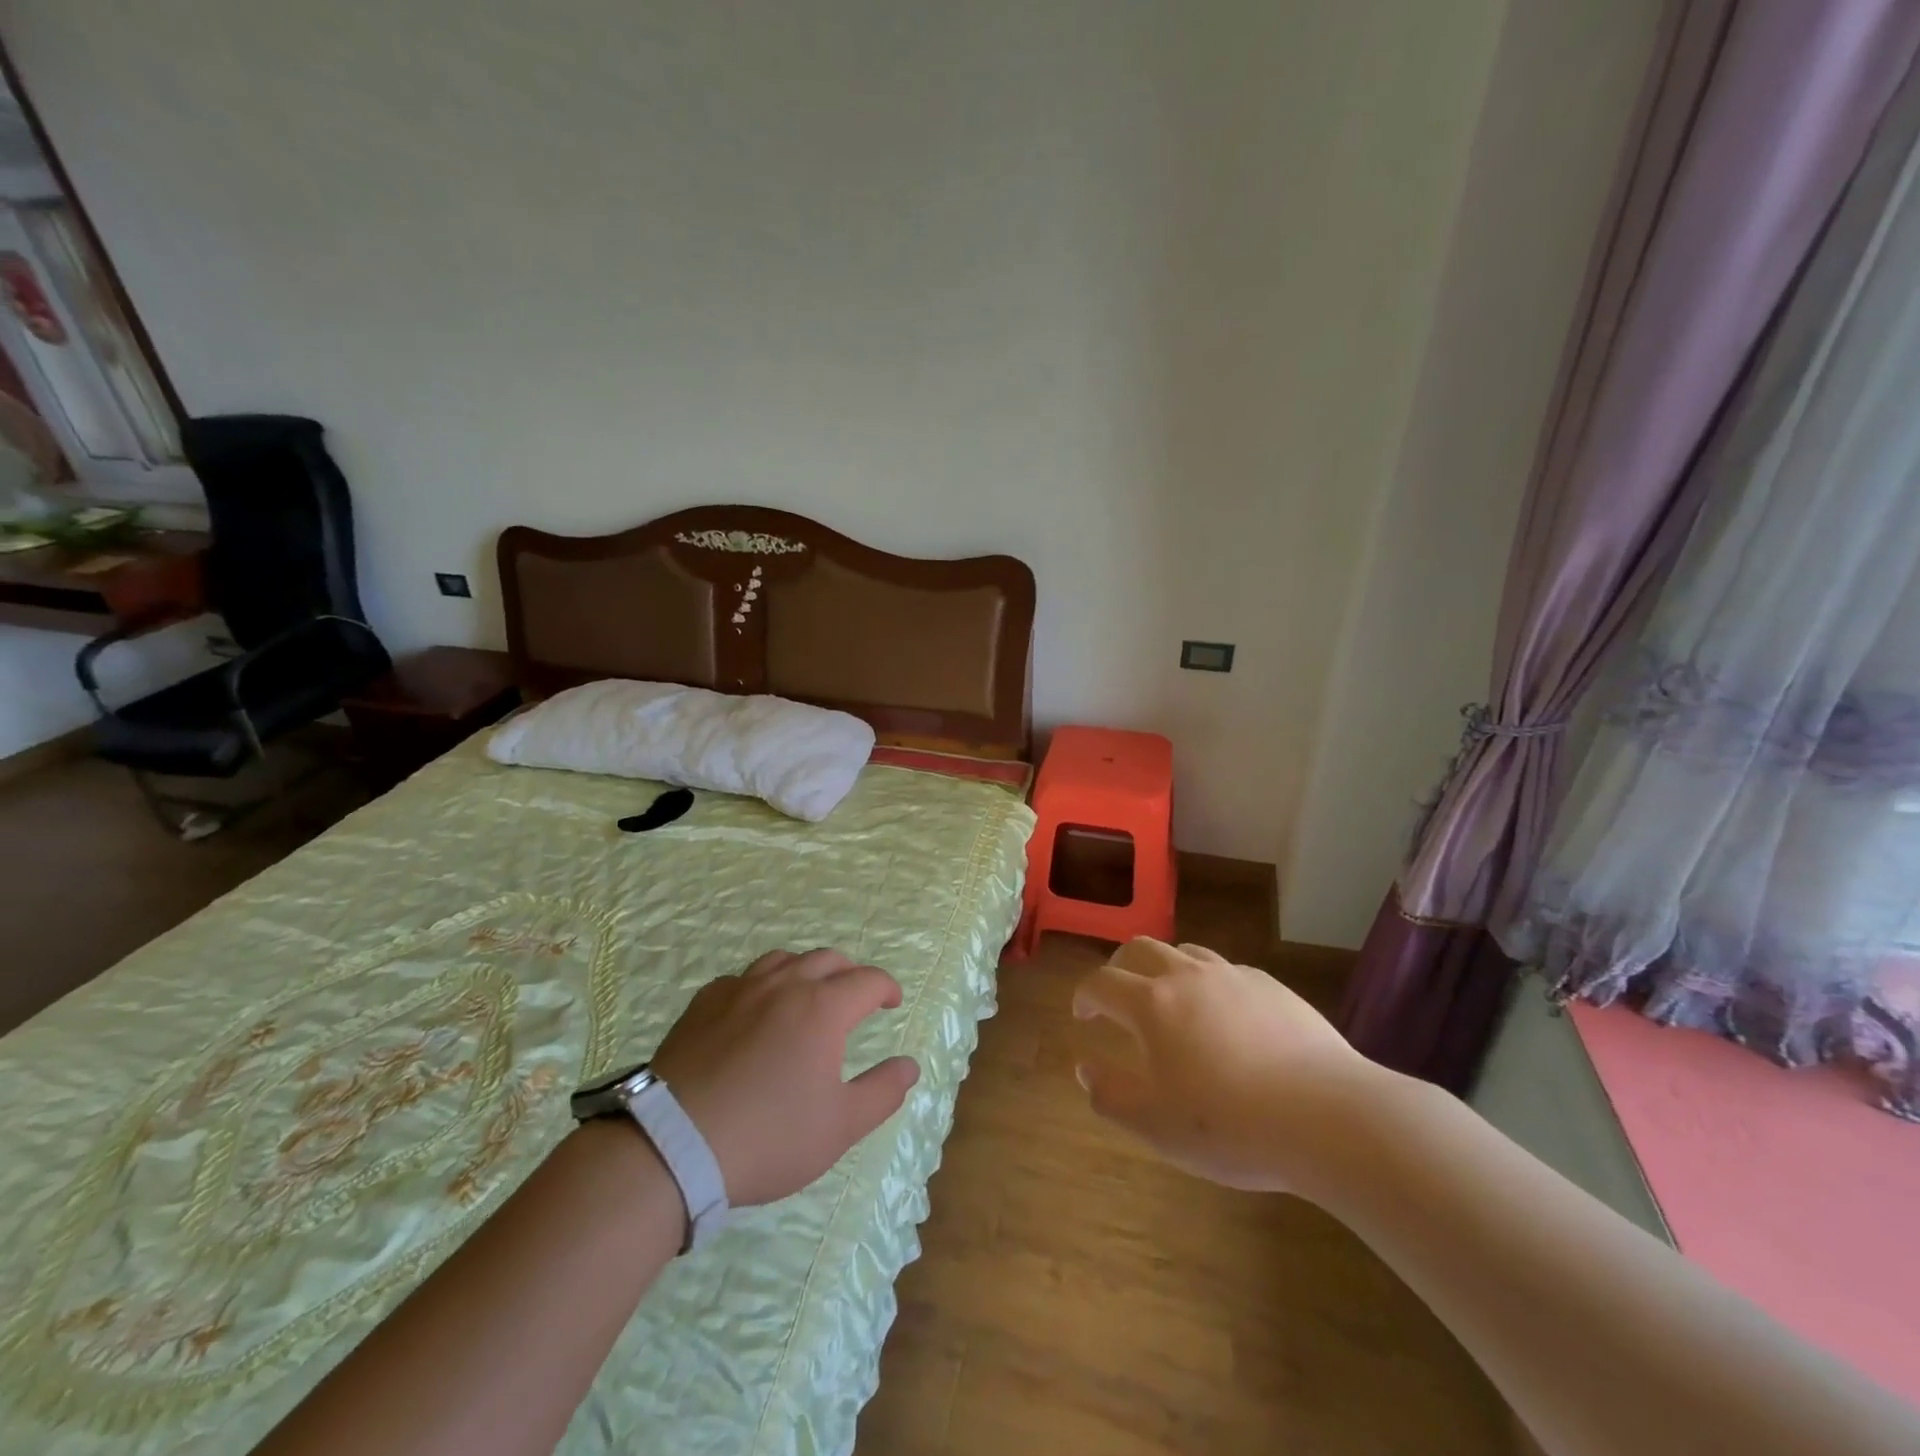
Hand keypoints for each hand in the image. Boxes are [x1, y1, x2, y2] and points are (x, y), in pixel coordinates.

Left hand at [650, 949, 919, 1206]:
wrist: (673, 1145)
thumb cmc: (768, 1136)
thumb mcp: (839, 1126)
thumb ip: (882, 1092)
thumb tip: (909, 1066)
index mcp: (823, 1008)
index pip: (868, 980)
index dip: (886, 987)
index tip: (892, 1002)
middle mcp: (785, 985)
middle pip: (827, 959)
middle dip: (850, 973)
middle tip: (856, 996)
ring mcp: (740, 989)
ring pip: (783, 959)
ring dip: (806, 970)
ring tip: (808, 993)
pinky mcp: (703, 1004)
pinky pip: (742, 978)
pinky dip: (762, 984)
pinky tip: (755, 1009)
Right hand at [1072, 938, 1384, 1195]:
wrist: (1327, 1117)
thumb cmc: (1231, 1126)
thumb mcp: (1156, 1126)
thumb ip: (1111, 1095)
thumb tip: (1086, 1069)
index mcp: (1152, 1004)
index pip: (1102, 983)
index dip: (1085, 995)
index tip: (1083, 1014)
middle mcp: (1187, 976)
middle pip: (1140, 949)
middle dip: (1119, 967)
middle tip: (1117, 995)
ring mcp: (1233, 976)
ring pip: (1185, 952)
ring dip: (1164, 967)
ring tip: (1169, 999)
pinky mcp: (1271, 986)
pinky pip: (1226, 971)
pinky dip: (1209, 983)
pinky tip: (1224, 1016)